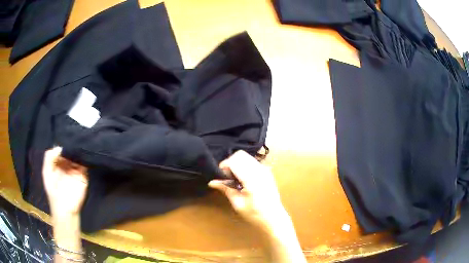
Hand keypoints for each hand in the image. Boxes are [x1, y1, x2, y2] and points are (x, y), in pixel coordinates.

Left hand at [42, 147, 87, 216]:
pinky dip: (84, 158)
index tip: (65, 140)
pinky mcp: (83, 177)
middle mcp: (67, 166)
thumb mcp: (46, 173)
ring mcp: (76, 171)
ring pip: (78, 157)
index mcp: (58, 164)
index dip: (63, 145)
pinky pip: (85, 165)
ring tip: (78, 143)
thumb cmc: (53, 192)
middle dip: (71, 146)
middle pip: (71, 152)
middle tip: (73, 139)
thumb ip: (49, 158)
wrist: (64, 209)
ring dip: (78, 151)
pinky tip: (82, 152)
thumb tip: (59, 147)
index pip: (62, 150)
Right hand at [209, 150, 286, 229]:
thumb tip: (212, 182)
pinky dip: (244, 166)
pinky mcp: (267, 171)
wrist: (274, 218)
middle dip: (230, 163)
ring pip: (246, 157)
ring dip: (237, 163)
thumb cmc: (255, 214)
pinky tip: (243, 179)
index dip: (224, 166)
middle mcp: (259, 169)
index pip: (234, 161)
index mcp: (252, 178)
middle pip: (240, 155)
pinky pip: (252, 162)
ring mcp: (265, 169)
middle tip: (227, 177)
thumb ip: (226, 189)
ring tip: (234, 179)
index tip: (220, 177)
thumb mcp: (238, 203)